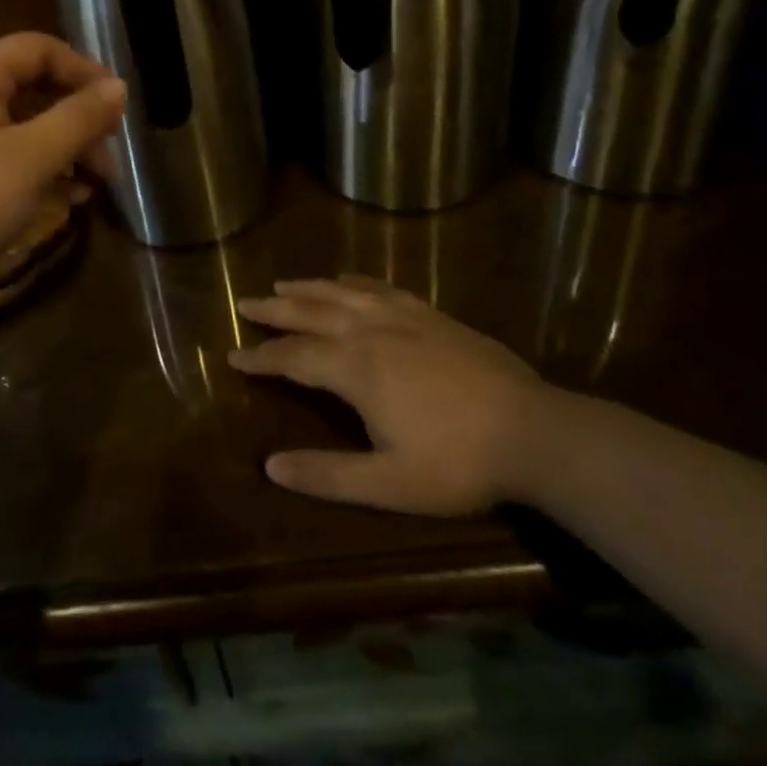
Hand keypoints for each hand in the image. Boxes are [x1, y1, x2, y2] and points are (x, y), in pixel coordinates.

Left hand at [0, 33, 124, 303]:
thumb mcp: (31, 158)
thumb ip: (78, 119)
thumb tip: (119, 87)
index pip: (38, 48)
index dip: (82, 69)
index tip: (117, 107)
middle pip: (33, 89)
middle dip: (78, 119)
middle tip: (109, 157)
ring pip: (23, 128)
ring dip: (64, 150)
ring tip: (95, 187)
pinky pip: (5, 158)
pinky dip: (39, 172)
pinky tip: (64, 201)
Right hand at [228, 277, 545, 516]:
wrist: (533, 431)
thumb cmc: (458, 462)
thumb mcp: (389, 484)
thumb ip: (328, 474)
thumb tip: (270, 467)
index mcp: (355, 368)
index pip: (294, 358)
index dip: (261, 358)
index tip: (233, 355)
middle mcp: (370, 331)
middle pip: (311, 313)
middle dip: (274, 310)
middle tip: (244, 302)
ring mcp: (403, 317)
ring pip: (342, 294)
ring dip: (308, 288)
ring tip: (282, 283)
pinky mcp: (430, 314)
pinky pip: (380, 287)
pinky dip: (354, 282)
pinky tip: (346, 281)